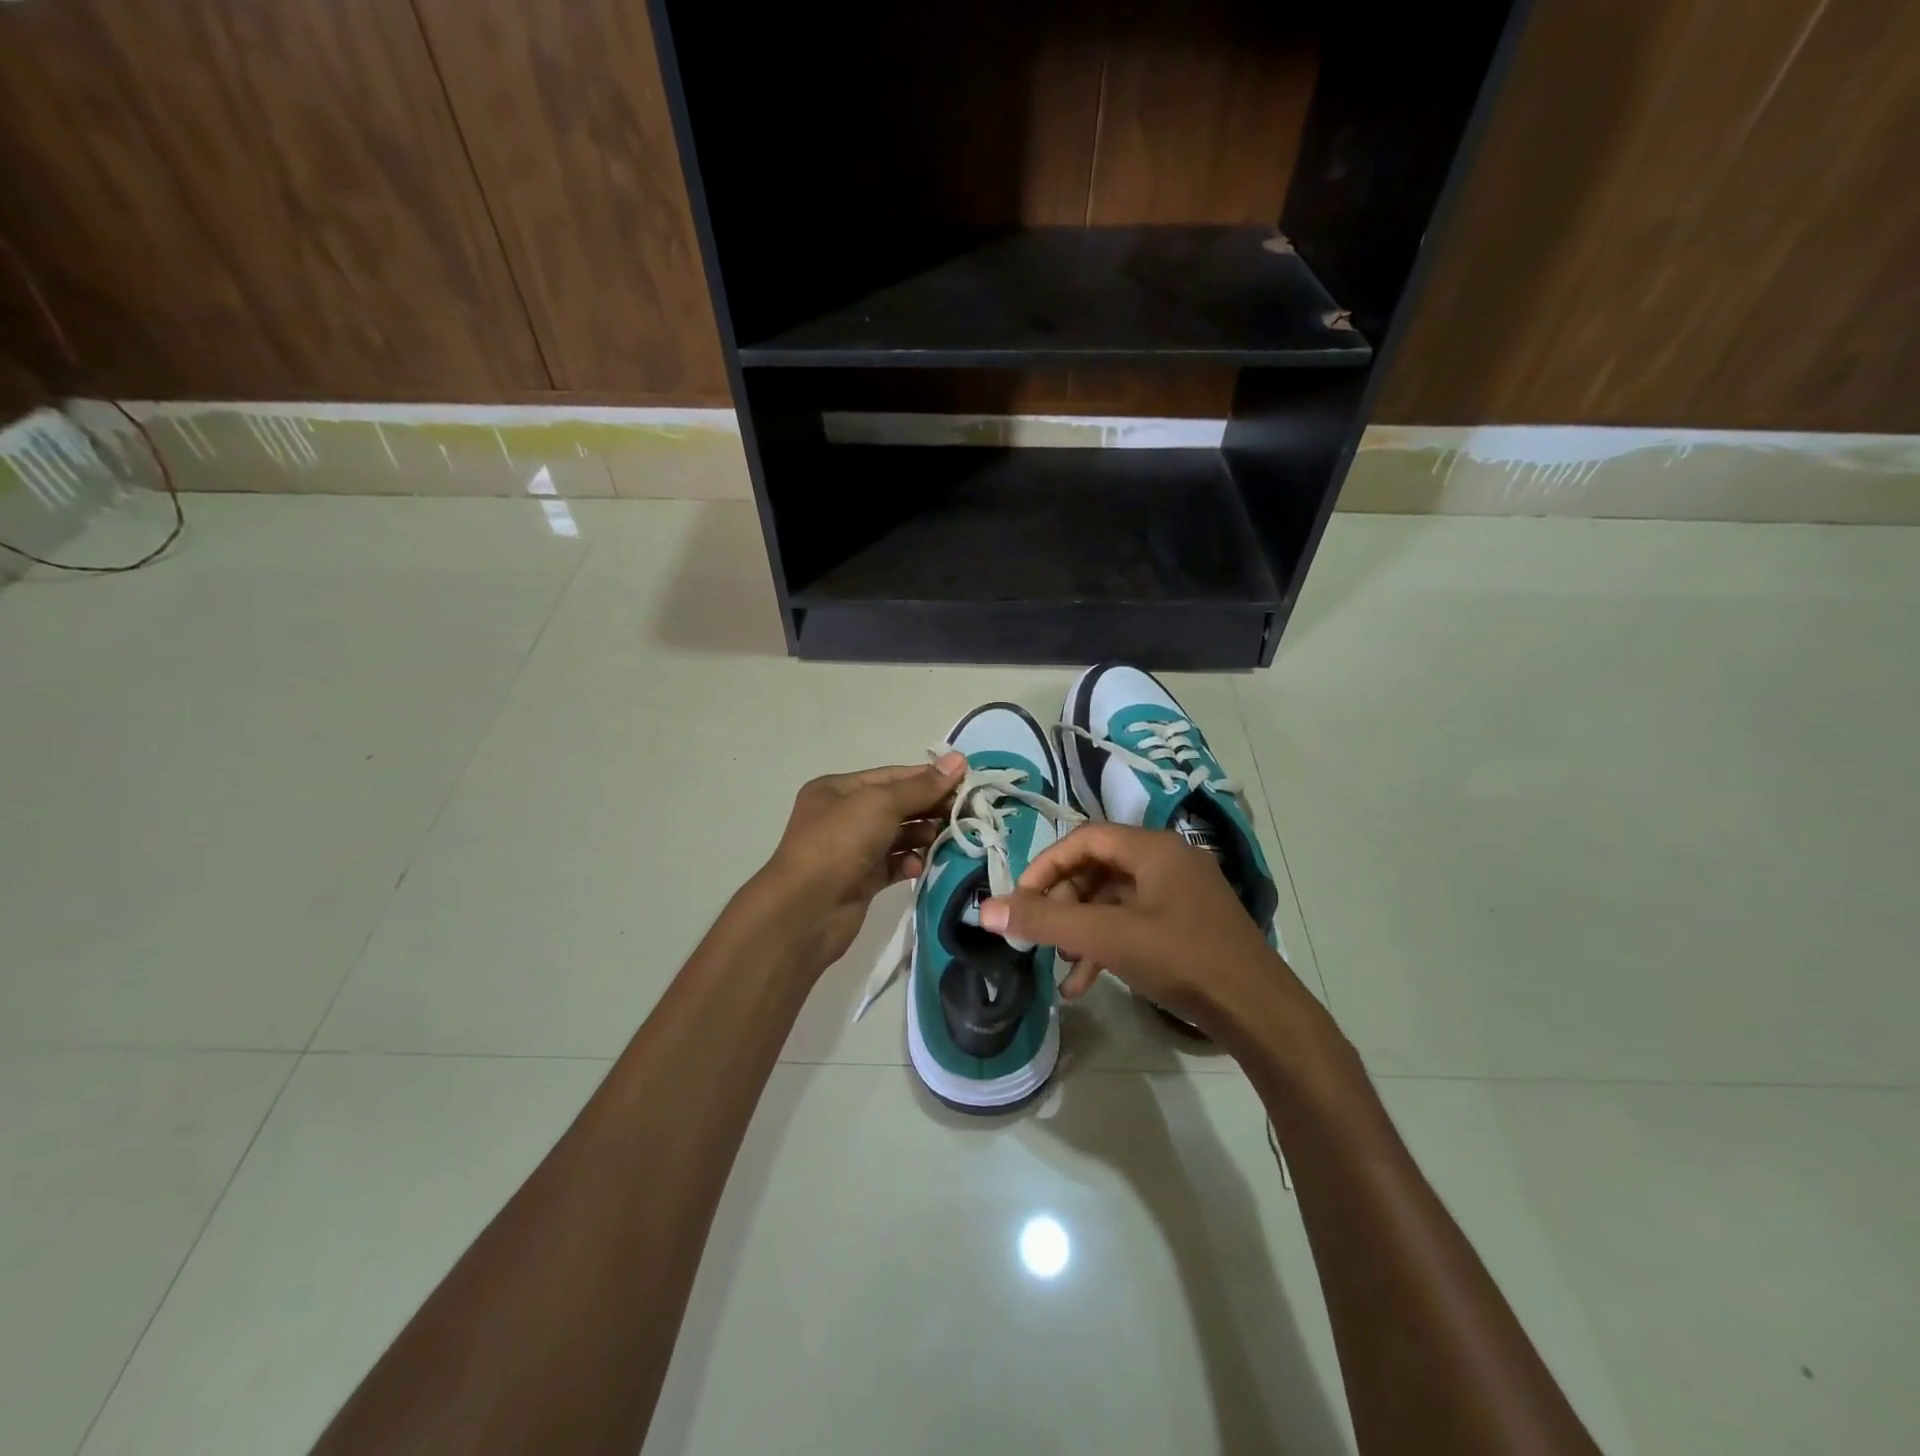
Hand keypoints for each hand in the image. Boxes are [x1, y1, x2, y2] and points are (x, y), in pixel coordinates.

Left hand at [755, 754, 965, 973]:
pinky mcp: (860, 881)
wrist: (805, 911)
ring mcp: (851, 850)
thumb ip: (922, 786)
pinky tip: (920, 865)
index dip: (928, 777)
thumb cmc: (839, 844)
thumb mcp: (881, 804)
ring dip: (923, 835)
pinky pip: (893, 864)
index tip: (966, 782)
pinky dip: (909, 862)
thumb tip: (959, 760)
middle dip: (929, 807)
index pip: (891, 776)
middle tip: (966, 812)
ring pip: (897, 836)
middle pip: (896, 805)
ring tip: (949, 838)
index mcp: (837, 789)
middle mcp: (842, 816)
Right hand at [980, 823, 1295, 1036]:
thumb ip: (1045, 922)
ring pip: (1114, 900)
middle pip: (1098, 868)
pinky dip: (1107, 946)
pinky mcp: (1187, 925)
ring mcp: (1181, 894)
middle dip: (1063, 903)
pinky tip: (1085, 983)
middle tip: (1040, 934)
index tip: (1020, 899)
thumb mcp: (1107, 938)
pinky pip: (1134, 923)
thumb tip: (986, 910)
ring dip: (1081, 929)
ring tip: (1061, 964)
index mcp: (1153, 849)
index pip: (1085, 839)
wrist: (1259, 1013)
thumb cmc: (1181, 960)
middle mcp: (1168, 861)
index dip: (1046, 865)